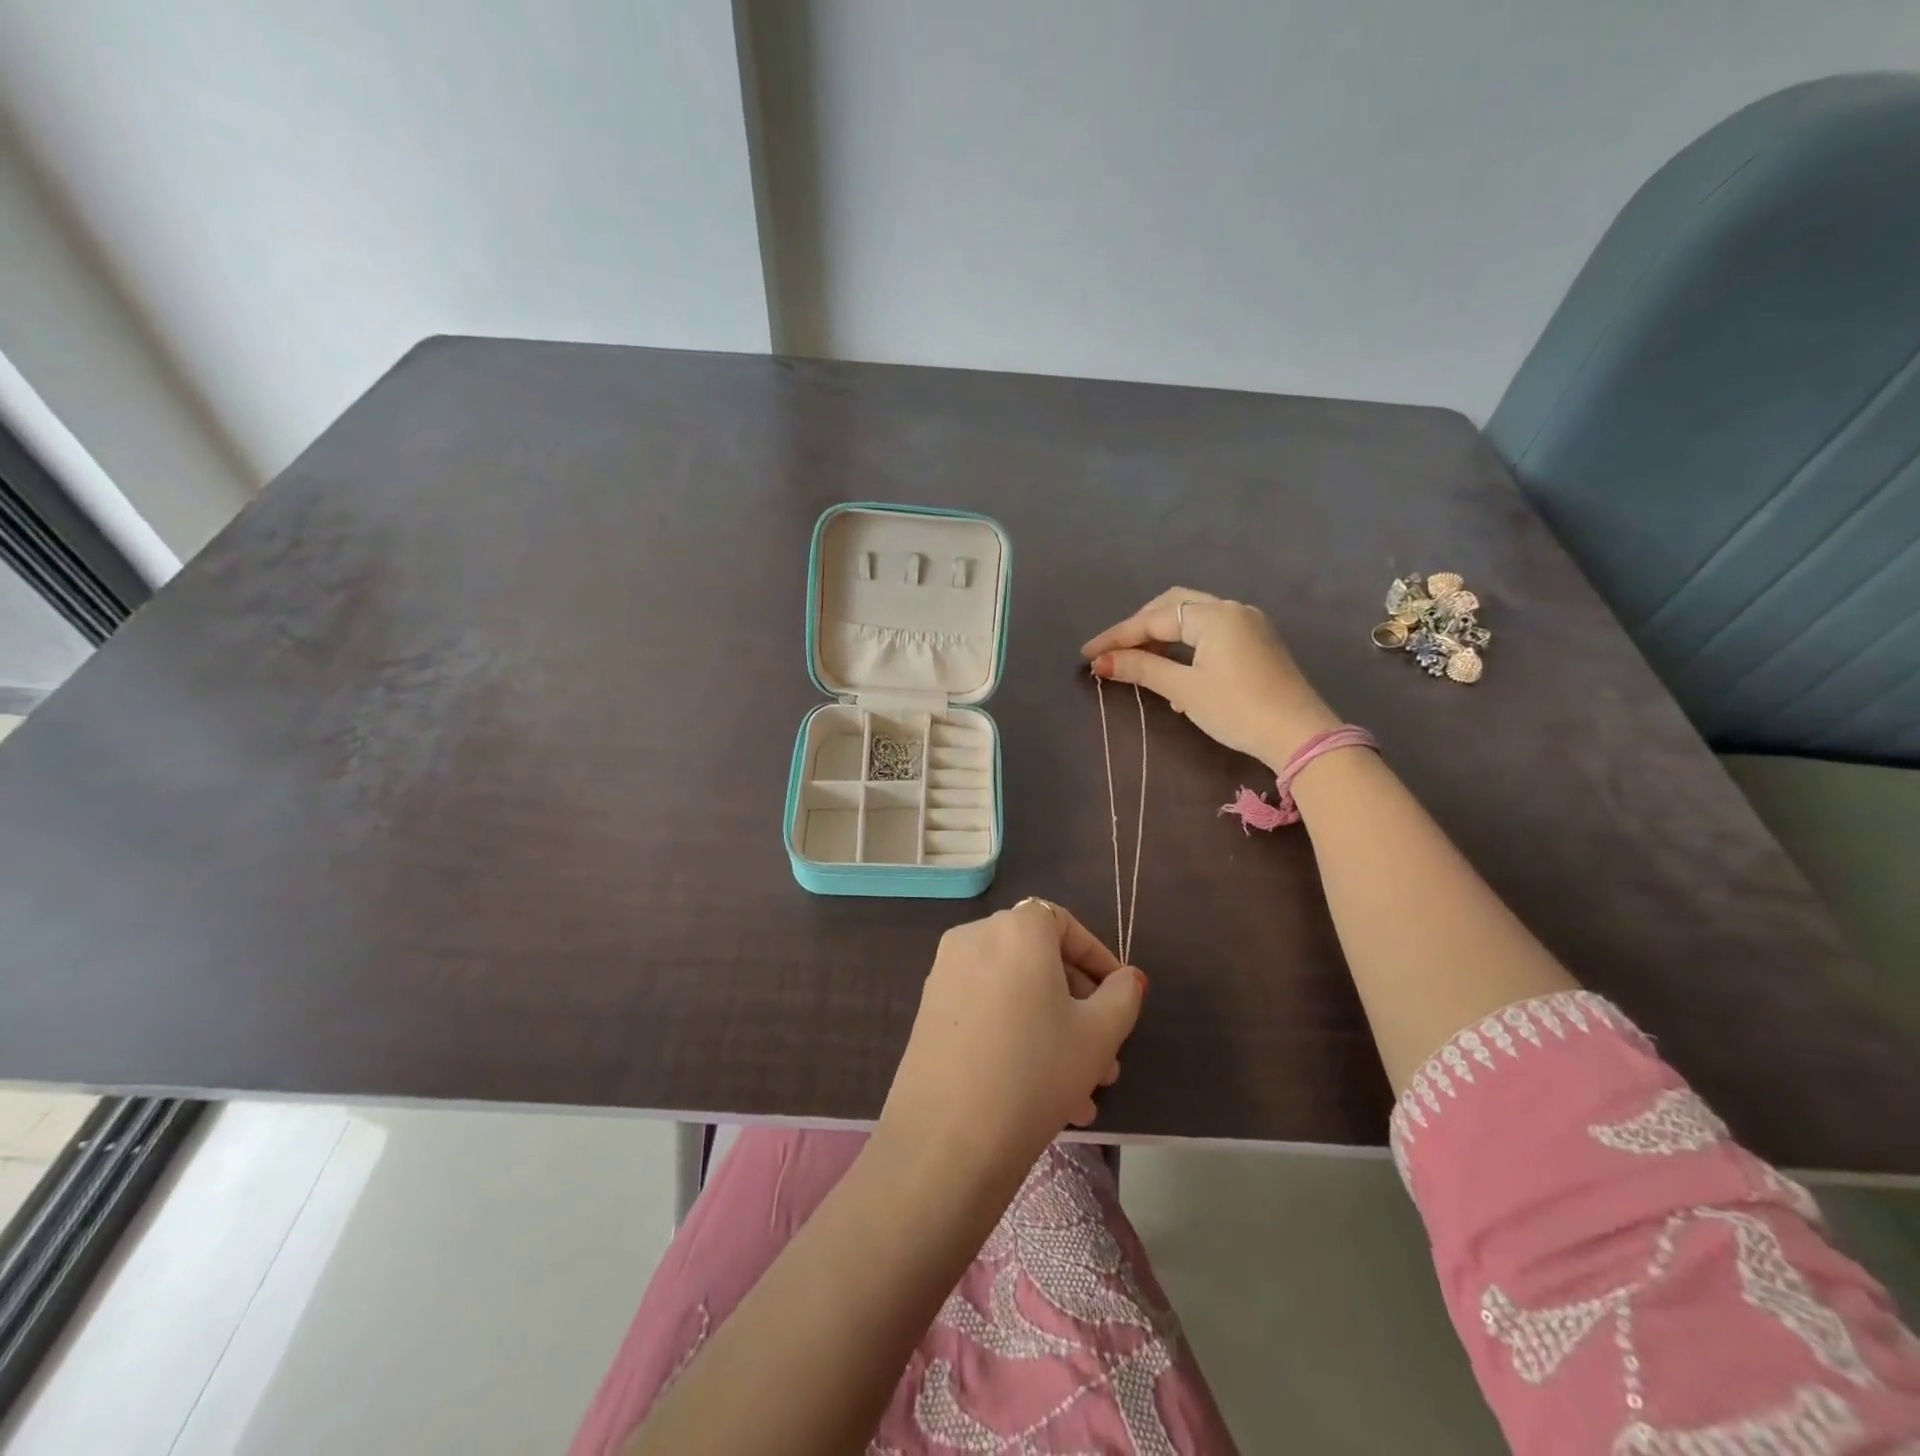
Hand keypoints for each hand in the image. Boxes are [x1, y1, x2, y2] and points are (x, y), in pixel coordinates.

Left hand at [878, 901, 1145, 1186]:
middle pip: (1038, 960)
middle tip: (1105, 1058)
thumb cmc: (1036, 1070)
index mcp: (1016, 929)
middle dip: (1079, 1007)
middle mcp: (974, 937)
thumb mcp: (1098, 1035)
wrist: (947, 1137)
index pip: (1062, 922)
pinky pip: (987, 1011)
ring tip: (1084, 1094)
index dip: (1096, 957)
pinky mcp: (930, 1011)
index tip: (1119, 997)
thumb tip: (1127, 978)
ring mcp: (946, 975)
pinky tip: (1043, 1096)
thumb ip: (1122, 996)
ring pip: (1015, 993)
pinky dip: (1017, 1036)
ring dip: (1053, 1032)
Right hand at [1083, 587, 1339, 771]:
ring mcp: (1249, 626)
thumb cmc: (1238, 709)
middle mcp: (1233, 610)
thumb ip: (1142, 669)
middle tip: (1113, 651)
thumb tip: (1101, 662)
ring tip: (1136, 662)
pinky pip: (1210, 634)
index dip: (1118, 636)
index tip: (1087, 654)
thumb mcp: (1185, 690)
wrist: (1300, 736)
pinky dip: (1185, 646)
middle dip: (1139, 626)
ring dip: (1162, 636)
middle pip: (1174, 606)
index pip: (1154, 619)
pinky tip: (1173, 675)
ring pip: (1193, 619)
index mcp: (1215, 615)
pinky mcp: (1257, 645)